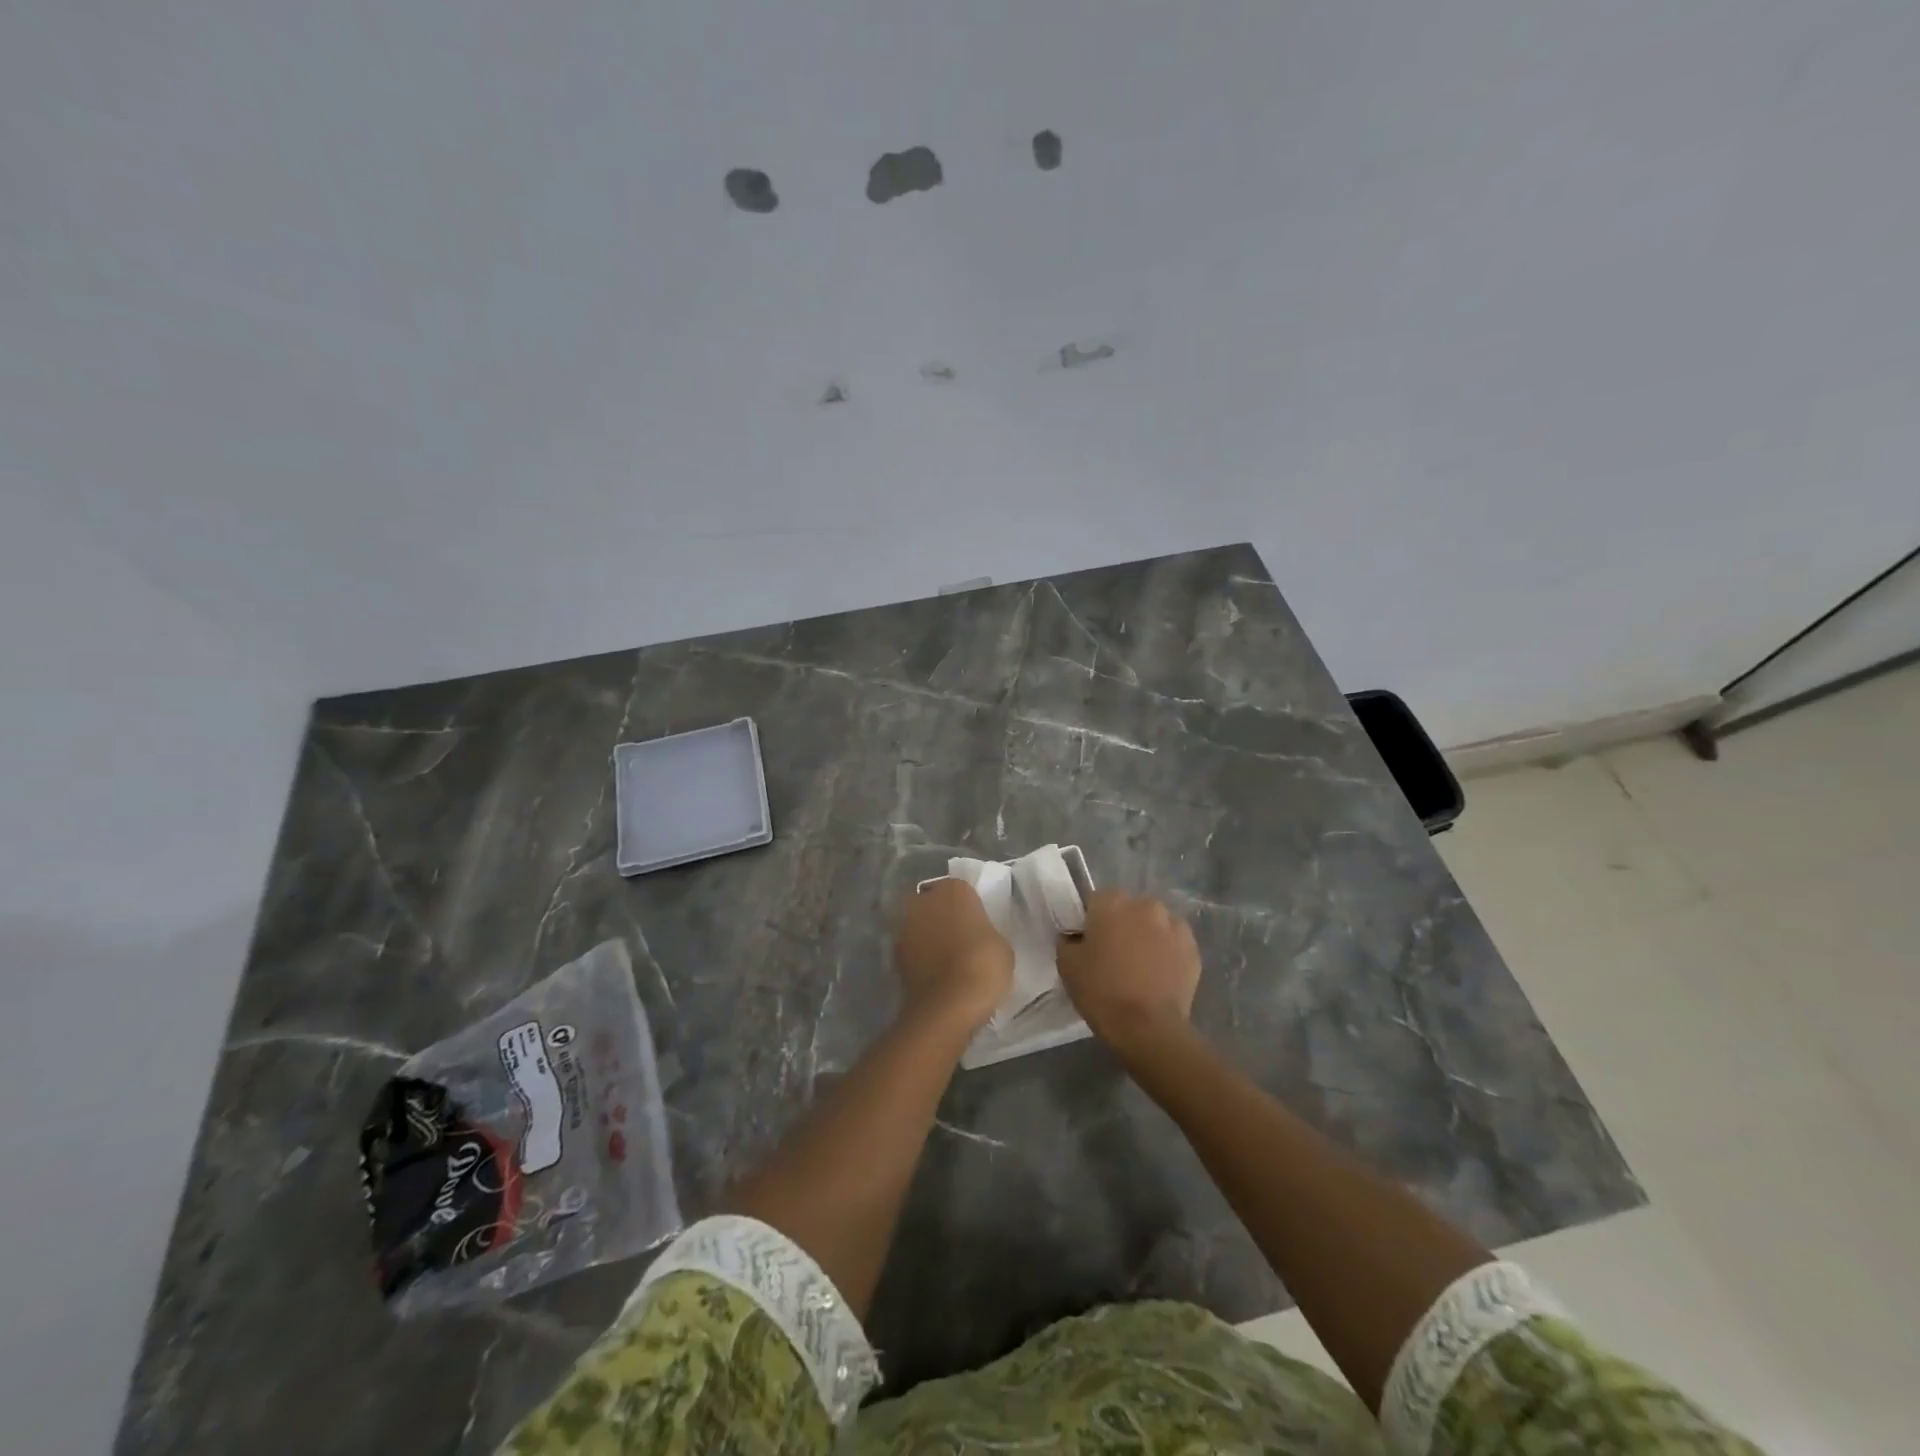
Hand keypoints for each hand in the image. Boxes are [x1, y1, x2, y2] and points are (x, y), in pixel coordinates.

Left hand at [894, 879, 1013, 1031]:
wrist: (947, 1006)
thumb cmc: (983, 966)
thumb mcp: (1001, 945)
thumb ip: (985, 932)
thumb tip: (977, 936)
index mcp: (953, 889)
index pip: (961, 890)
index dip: (969, 908)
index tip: (977, 925)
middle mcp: (923, 900)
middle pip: (935, 903)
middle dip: (944, 916)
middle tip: (961, 939)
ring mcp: (904, 926)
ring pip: (920, 925)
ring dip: (929, 936)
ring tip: (947, 959)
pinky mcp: (894, 954)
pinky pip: (913, 948)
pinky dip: (920, 956)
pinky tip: (936, 974)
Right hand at [1056, 891, 1200, 1055]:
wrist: (1148, 1028)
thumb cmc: (1102, 992)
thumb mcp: (1067, 965)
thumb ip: (1068, 941)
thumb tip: (1075, 937)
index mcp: (1111, 902)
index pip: (1095, 900)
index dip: (1090, 921)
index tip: (1088, 942)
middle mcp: (1145, 904)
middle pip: (1128, 909)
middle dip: (1121, 925)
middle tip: (1113, 955)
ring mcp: (1174, 925)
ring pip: (1154, 924)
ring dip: (1146, 936)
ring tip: (1140, 967)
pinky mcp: (1193, 948)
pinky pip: (1174, 943)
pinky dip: (1167, 952)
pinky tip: (1159, 975)